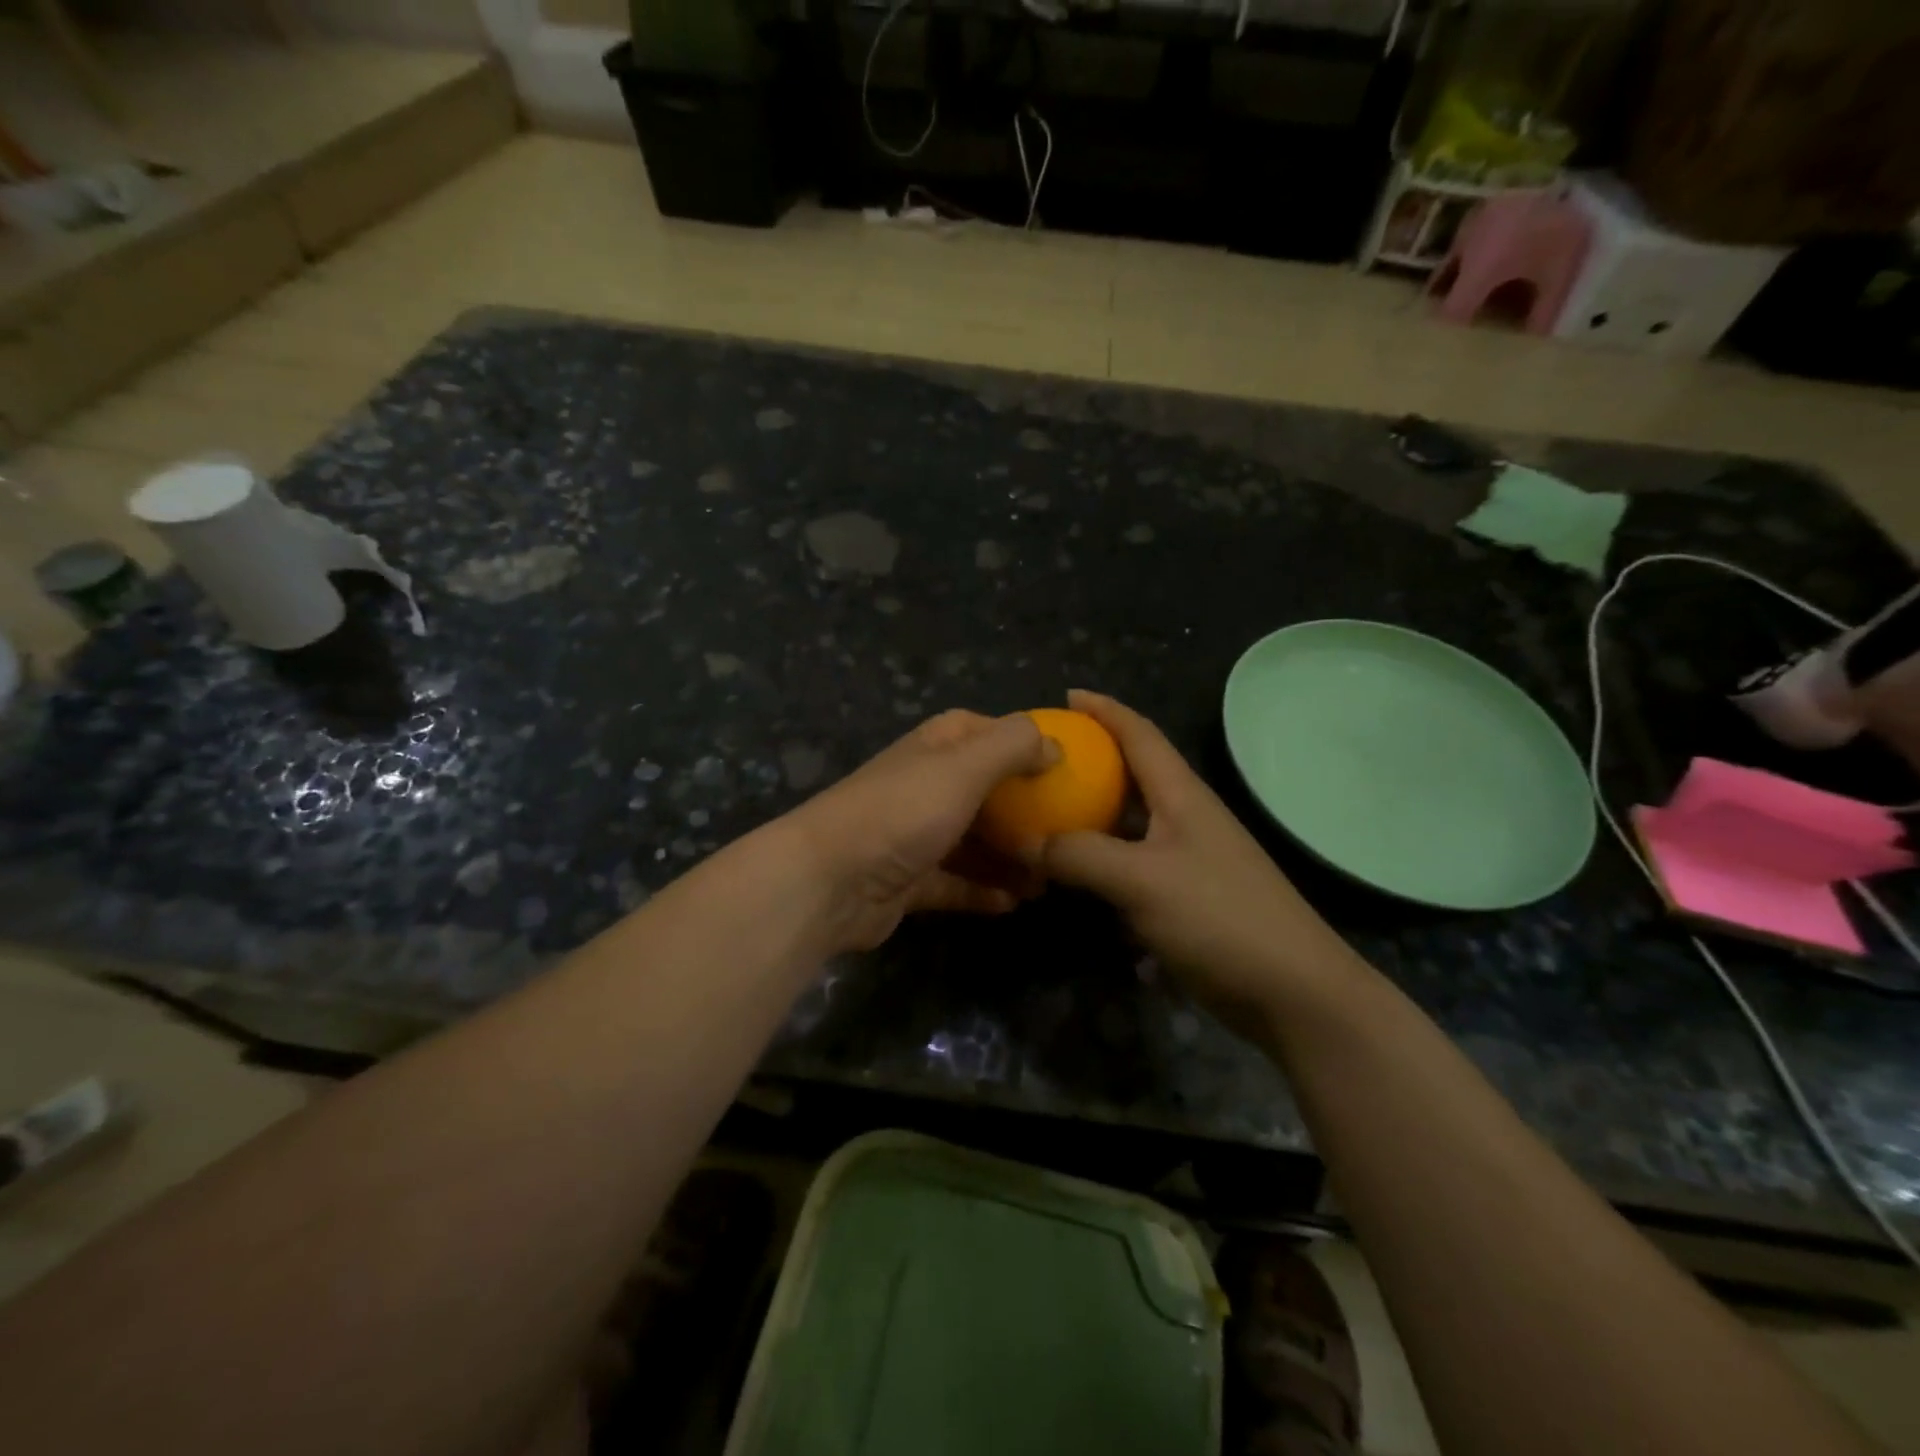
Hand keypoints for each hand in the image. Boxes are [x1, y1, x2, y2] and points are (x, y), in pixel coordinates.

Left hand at [781, 710, 1058, 953]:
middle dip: (1024, 810)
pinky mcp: (908, 882)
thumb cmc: (902, 812)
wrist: (829, 881)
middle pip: (984, 791)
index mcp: (934, 749)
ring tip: (1050, 877)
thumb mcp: (964, 766)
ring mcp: (914, 835)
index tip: (1061, 765)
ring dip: (1010, 857)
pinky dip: (983, 891)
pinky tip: (1015, 903)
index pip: (981, 730)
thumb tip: (1054, 746)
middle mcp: (924, 786)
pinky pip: (956, 884)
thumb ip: (1013, 746)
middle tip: (1066, 832)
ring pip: (973, 841)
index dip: (1020, 742)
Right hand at [1034, 690, 1364, 1035]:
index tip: (1066, 696)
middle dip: (1091, 761)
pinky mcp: (1187, 898)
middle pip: (1134, 775)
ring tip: (1047, 817)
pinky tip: (1075, 881)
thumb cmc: (1219, 917)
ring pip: (1130, 824)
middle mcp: (1185, 818)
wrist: (1292, 991)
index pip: (1140, 734)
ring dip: (1091, 818)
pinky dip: (1103, 866)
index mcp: (1181, 796)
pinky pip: (1133, 867)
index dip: (1104, 710)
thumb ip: (1079, 855)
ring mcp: (1189, 859)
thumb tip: (1024, 840)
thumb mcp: (1140, 880)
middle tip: (1042, 763)